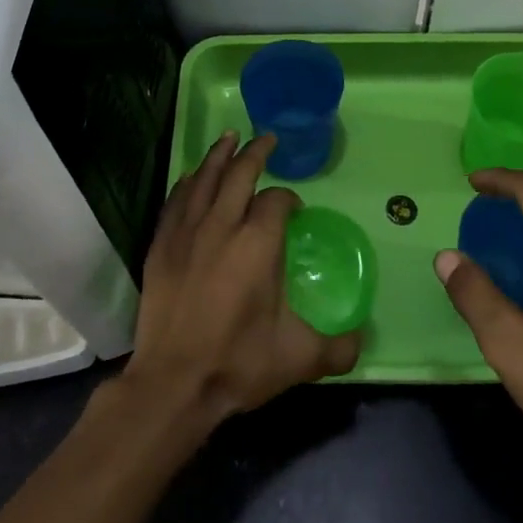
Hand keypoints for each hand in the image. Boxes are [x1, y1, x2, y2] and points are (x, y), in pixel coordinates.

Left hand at [124, 132, 360, 426]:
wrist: (173, 384)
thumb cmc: (238, 363)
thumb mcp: (300, 358)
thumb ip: (339, 347)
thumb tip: (362, 340)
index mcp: (258, 243)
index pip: (276, 201)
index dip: (289, 199)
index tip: (294, 210)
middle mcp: (221, 226)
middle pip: (238, 174)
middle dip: (256, 153)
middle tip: (267, 139)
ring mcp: (186, 234)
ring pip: (203, 180)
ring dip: (219, 156)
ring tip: (230, 138)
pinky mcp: (161, 248)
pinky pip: (175, 202)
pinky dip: (187, 184)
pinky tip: (191, 178)